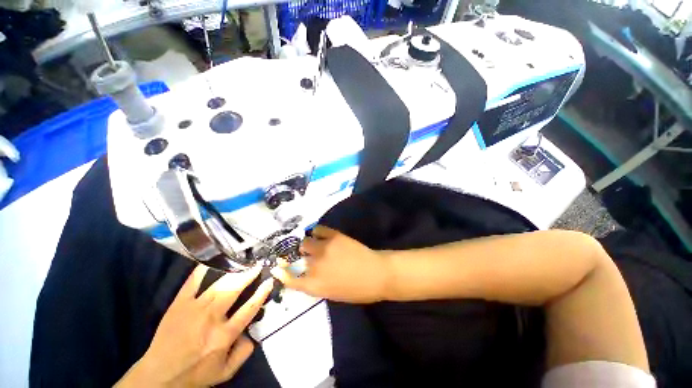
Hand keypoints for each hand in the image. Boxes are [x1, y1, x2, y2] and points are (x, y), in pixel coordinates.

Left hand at [115, 264, 272, 387]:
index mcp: (224, 336)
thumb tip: (253, 332)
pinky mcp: (179, 304)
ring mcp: (194, 309)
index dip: (262, 293)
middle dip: (248, 275)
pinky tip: (211, 261)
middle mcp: (211, 319)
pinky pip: (192, 282)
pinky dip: (202, 270)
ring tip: (243, 262)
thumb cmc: (196, 373)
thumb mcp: (226, 372)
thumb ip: (244, 352)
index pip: (249, 308)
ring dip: (233, 271)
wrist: (159, 376)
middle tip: (257, 265)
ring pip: (217, 284)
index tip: (269, 281)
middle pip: (234, 290)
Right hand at [271, 226, 391, 302]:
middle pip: (297, 257)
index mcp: (314, 285)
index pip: (290, 279)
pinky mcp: (333, 236)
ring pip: (305, 242)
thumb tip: (305, 274)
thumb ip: (316, 284)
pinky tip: (321, 234)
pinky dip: (317, 232)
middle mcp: (314, 266)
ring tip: (316, 244)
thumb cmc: (357, 290)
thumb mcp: (332, 294)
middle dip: (301, 257)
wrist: (376, 273)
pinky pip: (318, 229)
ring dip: (308, 244)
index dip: (282, 273)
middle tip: (309, 255)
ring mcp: (324, 249)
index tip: (278, 267)